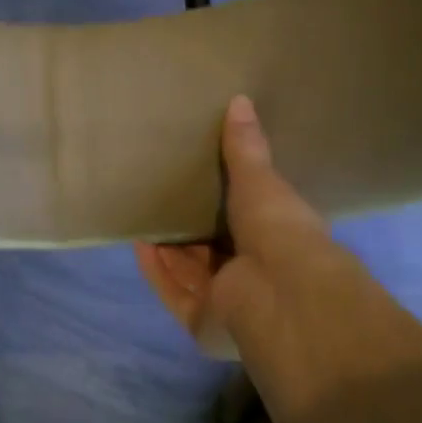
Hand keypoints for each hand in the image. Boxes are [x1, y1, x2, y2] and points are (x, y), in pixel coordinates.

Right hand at [134, 96, 360, 382]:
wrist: (282, 292)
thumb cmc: (280, 230)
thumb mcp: (262, 180)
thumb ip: (246, 148)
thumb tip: (240, 100)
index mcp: (278, 245)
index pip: (247, 225)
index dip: (223, 207)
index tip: (198, 182)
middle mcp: (254, 278)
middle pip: (212, 252)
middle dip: (187, 230)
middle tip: (162, 198)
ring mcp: (228, 304)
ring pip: (189, 273)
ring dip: (168, 249)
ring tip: (143, 216)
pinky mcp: (202, 322)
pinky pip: (173, 292)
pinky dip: (156, 270)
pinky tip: (139, 244)